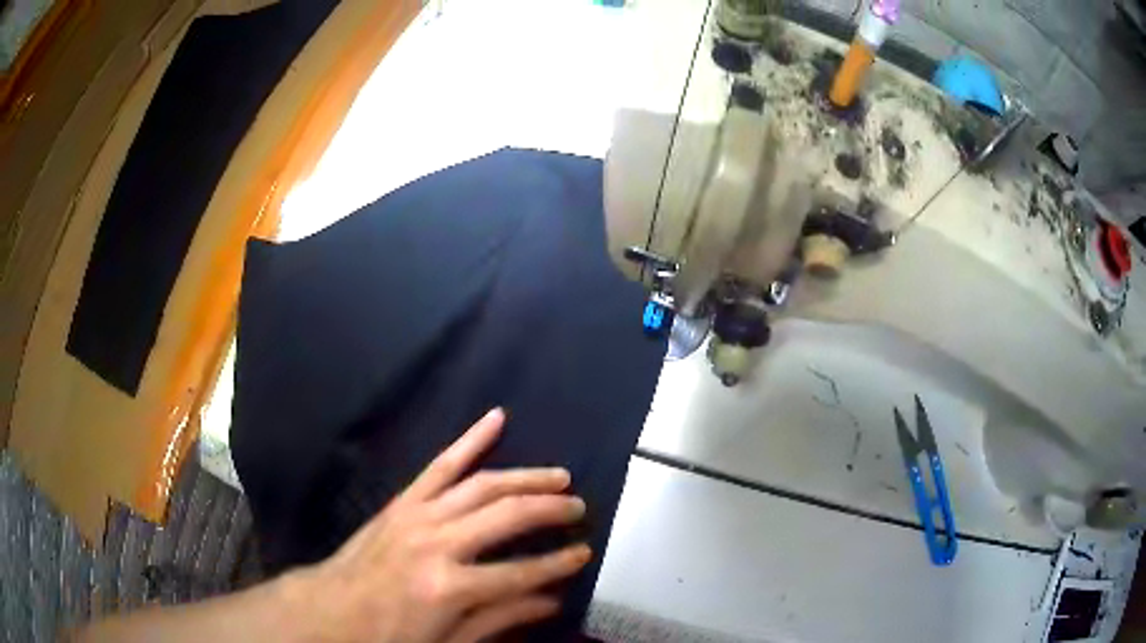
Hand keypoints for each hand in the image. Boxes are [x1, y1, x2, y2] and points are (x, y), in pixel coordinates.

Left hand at [291, 408, 589, 642]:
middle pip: (508, 516)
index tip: (584, 554)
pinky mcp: (403, 500)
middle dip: (551, 510)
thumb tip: (552, 600)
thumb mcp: (450, 642)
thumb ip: (501, 619)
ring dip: (525, 477)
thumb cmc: (389, 635)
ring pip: (483, 484)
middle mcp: (438, 543)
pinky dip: (470, 439)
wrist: (331, 609)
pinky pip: (441, 464)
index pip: (522, 572)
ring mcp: (418, 515)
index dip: (559, 563)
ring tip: (558, 477)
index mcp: (451, 587)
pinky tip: (496, 418)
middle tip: (579, 508)